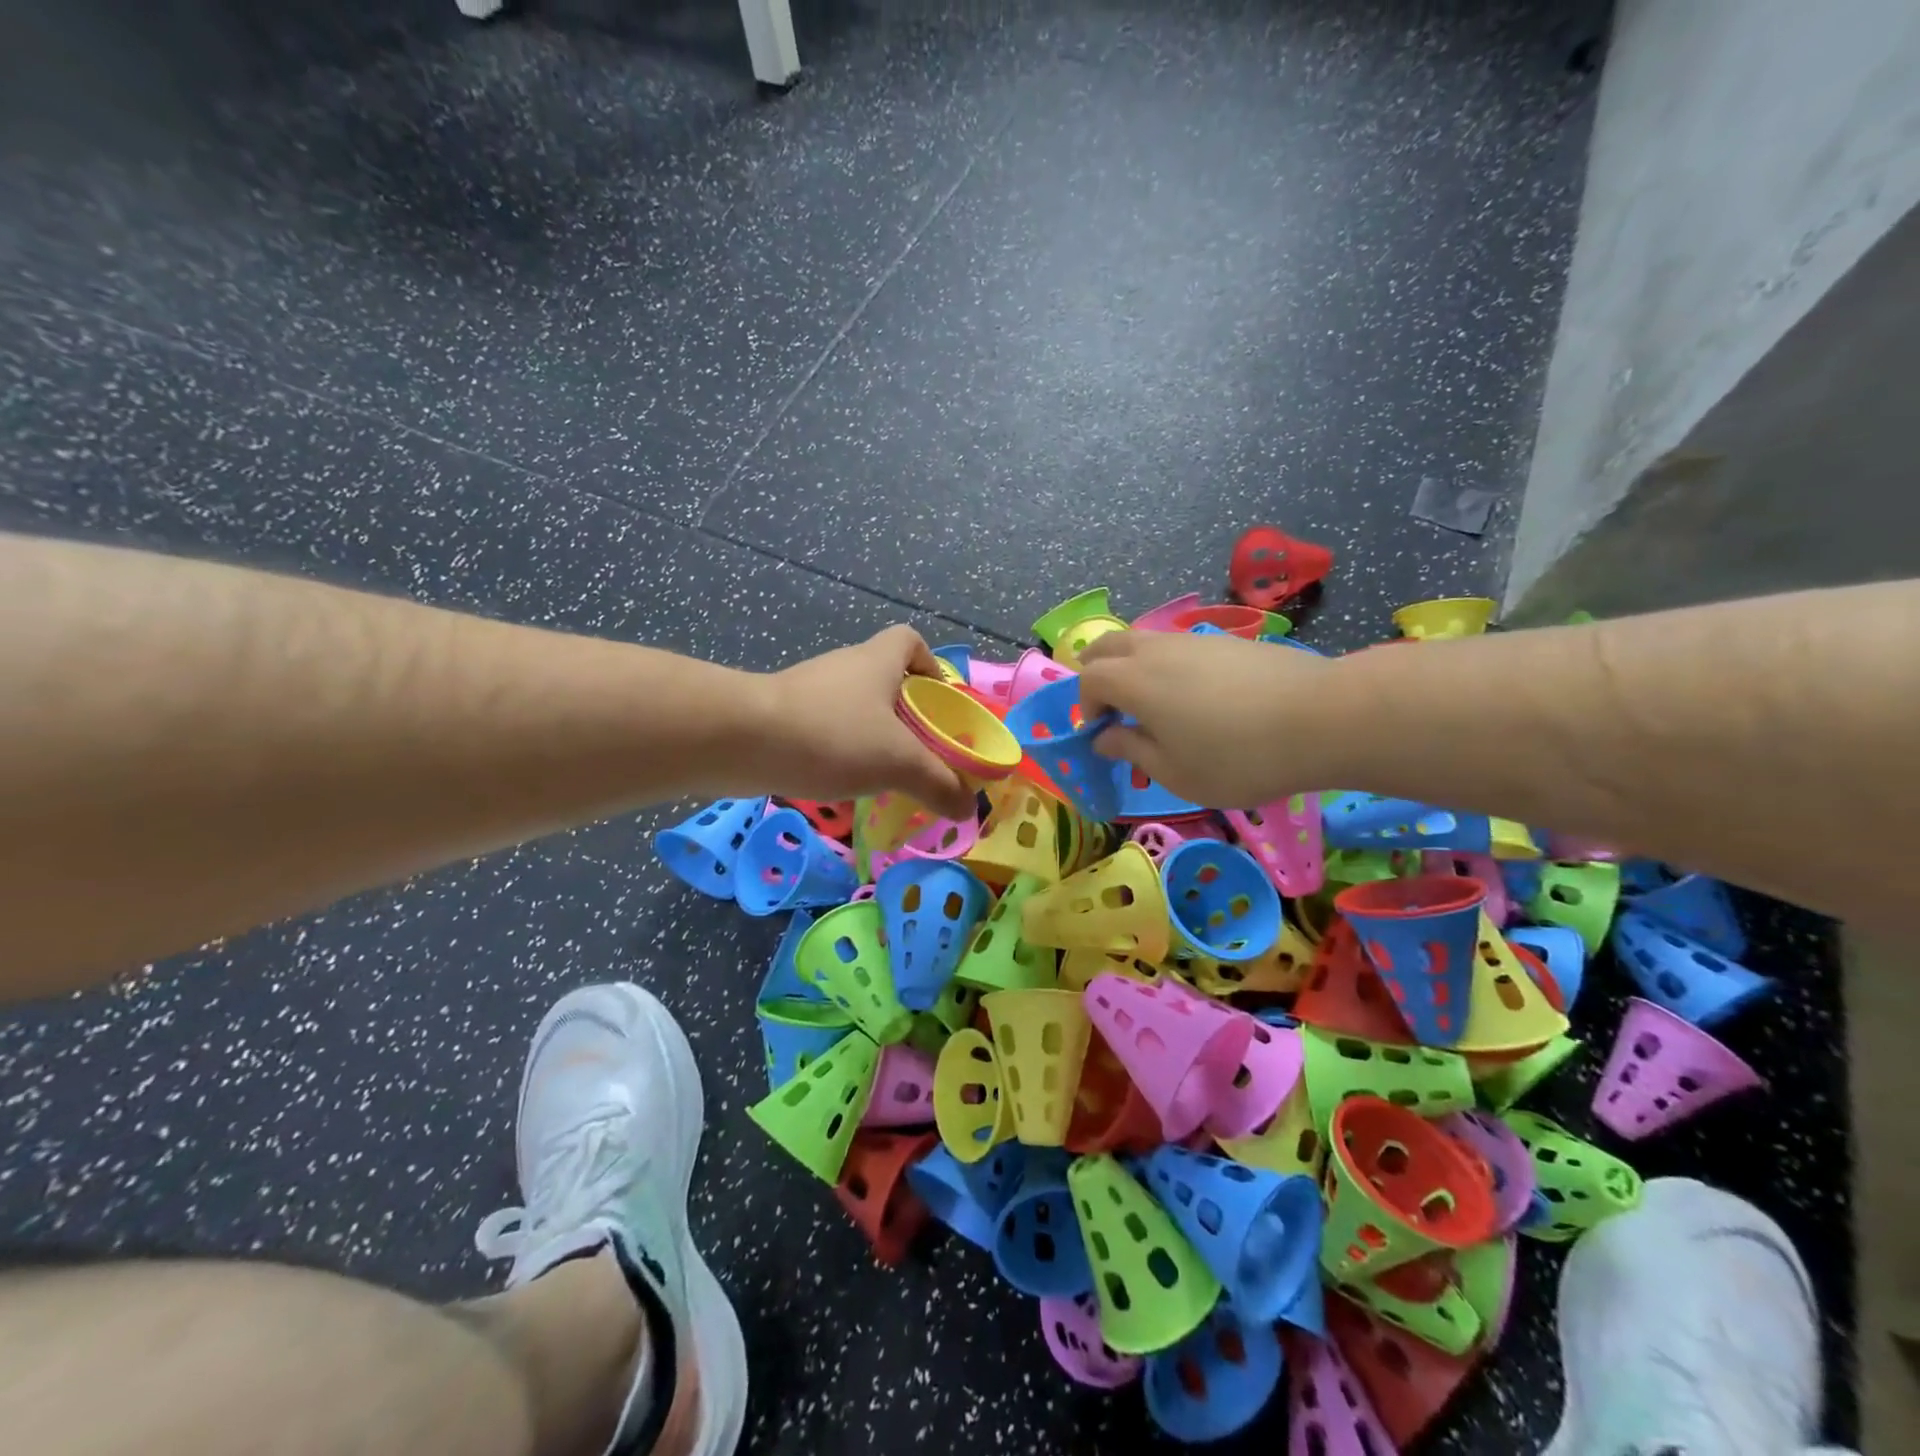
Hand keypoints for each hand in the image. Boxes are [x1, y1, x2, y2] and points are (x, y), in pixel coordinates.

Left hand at [748, 626, 973, 819]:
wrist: (743, 741)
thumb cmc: (834, 736)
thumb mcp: (899, 763)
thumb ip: (938, 784)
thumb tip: (968, 809)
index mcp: (877, 662)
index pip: (910, 641)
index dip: (930, 665)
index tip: (940, 703)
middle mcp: (845, 668)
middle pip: (885, 680)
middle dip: (907, 715)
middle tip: (922, 753)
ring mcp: (810, 691)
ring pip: (854, 709)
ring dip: (872, 737)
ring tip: (887, 776)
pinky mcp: (783, 717)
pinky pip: (825, 730)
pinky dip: (839, 752)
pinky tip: (844, 784)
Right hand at [1077, 629, 1333, 807]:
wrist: (1322, 719)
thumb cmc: (1238, 757)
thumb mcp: (1175, 772)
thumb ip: (1132, 750)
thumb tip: (1104, 737)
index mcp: (1135, 681)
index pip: (1089, 678)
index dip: (1085, 705)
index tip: (1102, 734)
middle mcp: (1157, 650)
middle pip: (1108, 645)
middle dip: (1098, 672)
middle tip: (1111, 707)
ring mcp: (1195, 640)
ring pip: (1145, 640)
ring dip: (1133, 666)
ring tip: (1155, 705)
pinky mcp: (1229, 641)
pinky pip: (1179, 646)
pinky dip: (1168, 665)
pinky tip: (1197, 697)